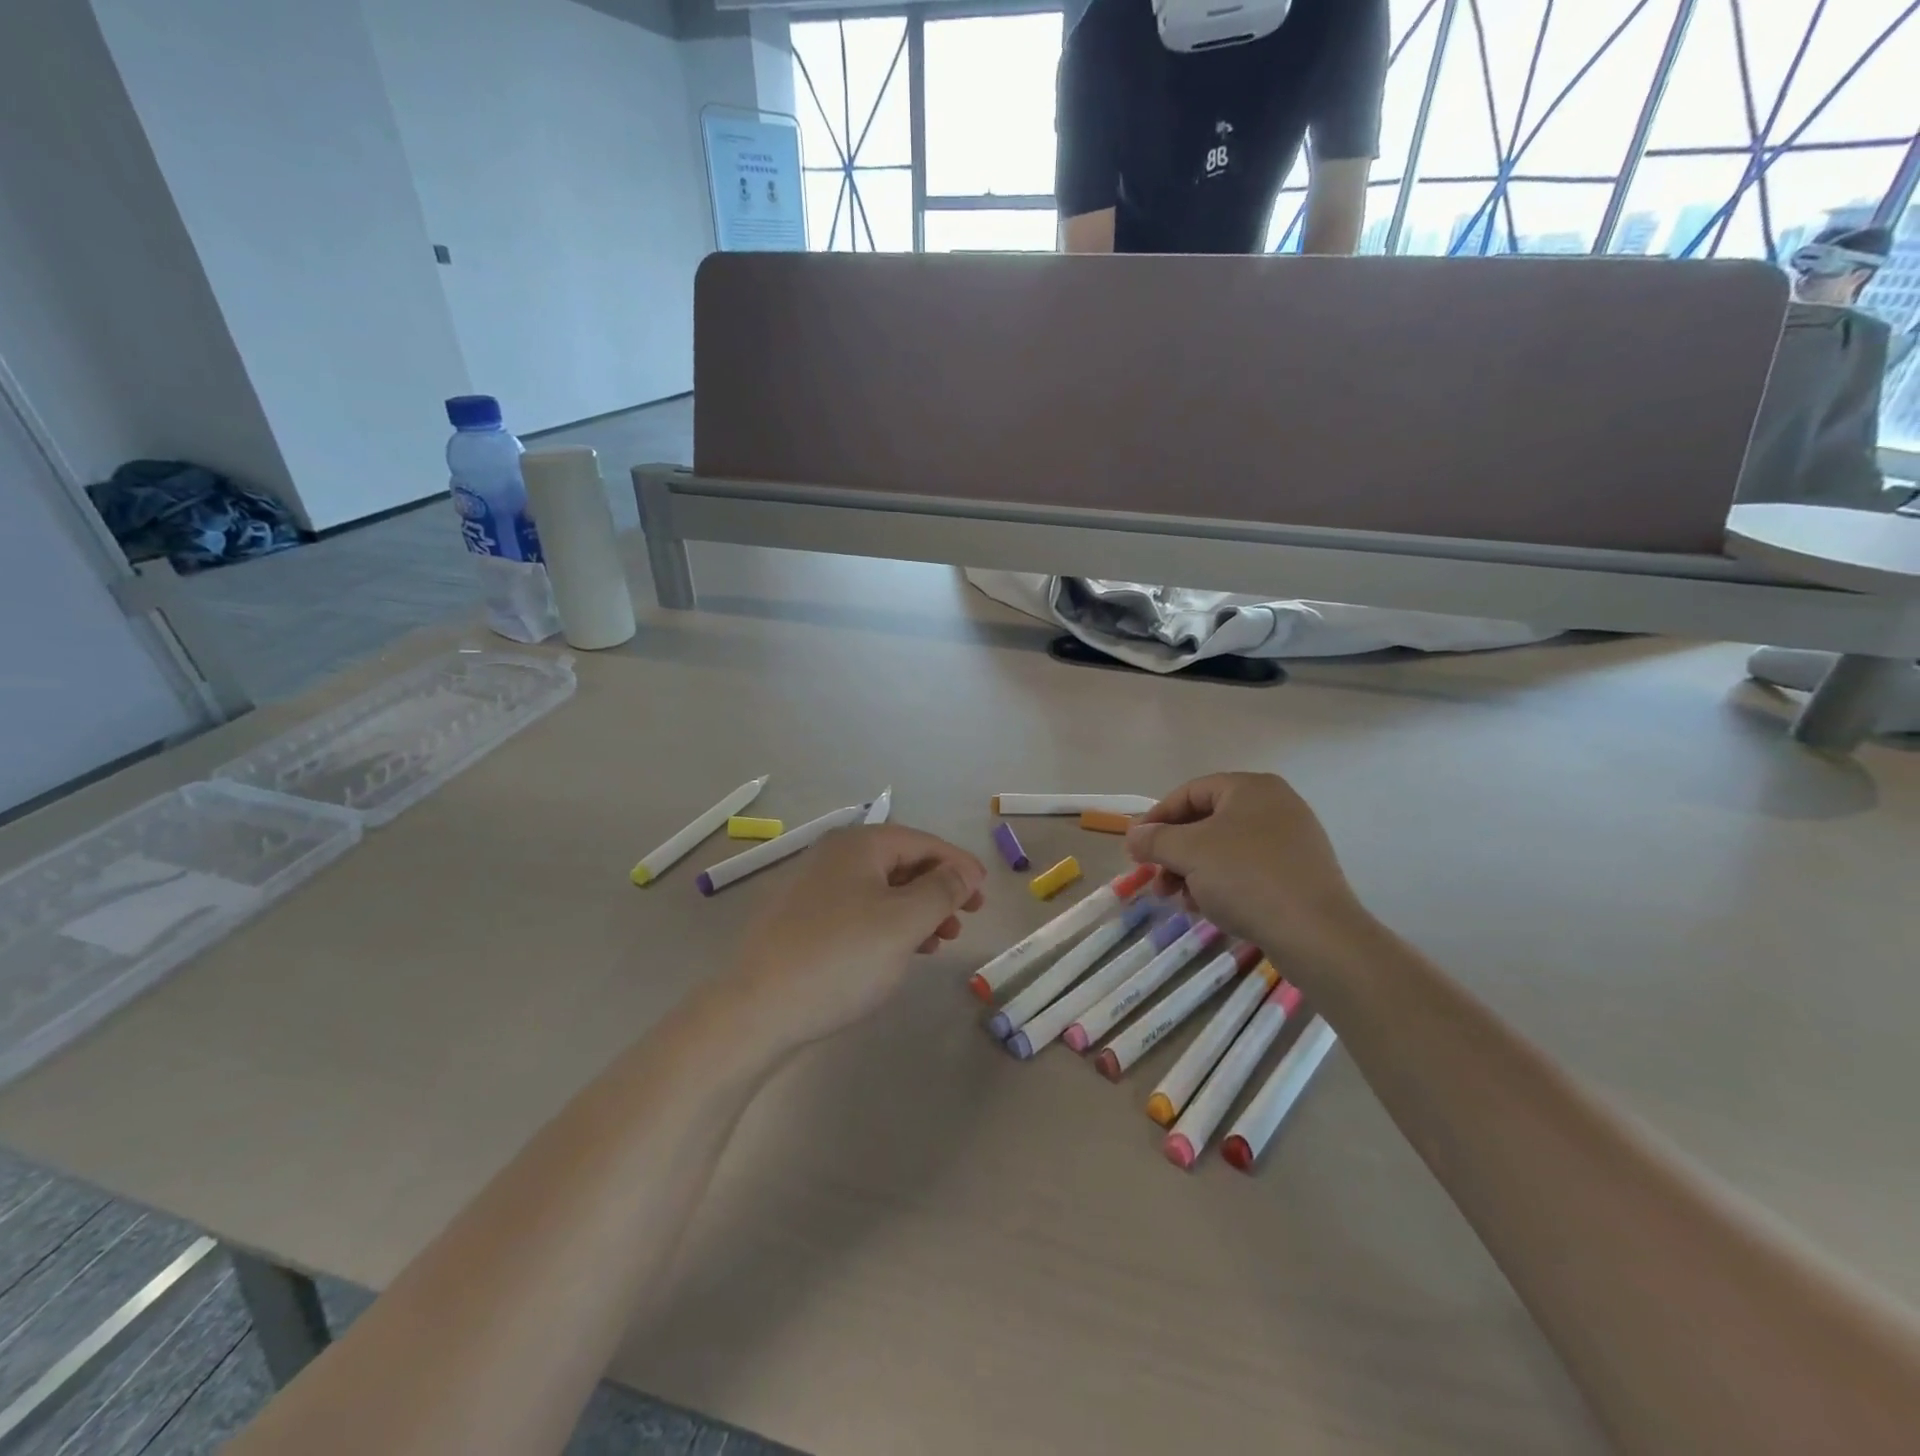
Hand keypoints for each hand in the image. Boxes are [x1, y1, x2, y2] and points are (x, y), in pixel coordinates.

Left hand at [719, 825, 986, 1049]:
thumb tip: (961, 874)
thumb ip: (942, 891)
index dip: (959, 865)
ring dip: (916, 910)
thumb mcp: (904, 922)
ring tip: (939, 941)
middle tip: (966, 918)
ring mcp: (813, 888)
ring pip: (880, 890)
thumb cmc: (841, 958)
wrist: (756, 1010)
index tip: (984, 893)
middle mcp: (832, 856)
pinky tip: (900, 951)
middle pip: (901, 863)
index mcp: (857, 845)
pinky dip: (888, 925)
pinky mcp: (802, 921)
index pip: (922, 842)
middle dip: (938, 889)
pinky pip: (859, 911)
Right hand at [1126, 773, 1372, 971]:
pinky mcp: (1299, 875)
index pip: (1190, 792)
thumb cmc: (1246, 877)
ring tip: (1178, 899)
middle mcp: (1274, 806)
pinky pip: (1247, 870)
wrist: (1316, 934)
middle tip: (1155, 879)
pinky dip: (1220, 884)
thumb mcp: (1188, 853)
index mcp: (1251, 788)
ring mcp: (1291, 841)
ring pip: (1224, 849)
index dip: (1157, 818)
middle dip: (1174, 852)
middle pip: (1206, 822)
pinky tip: (1207, 909)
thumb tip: (1133, 835)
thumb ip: (1154, 839)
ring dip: (1193, 872)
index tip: (1136, 847)